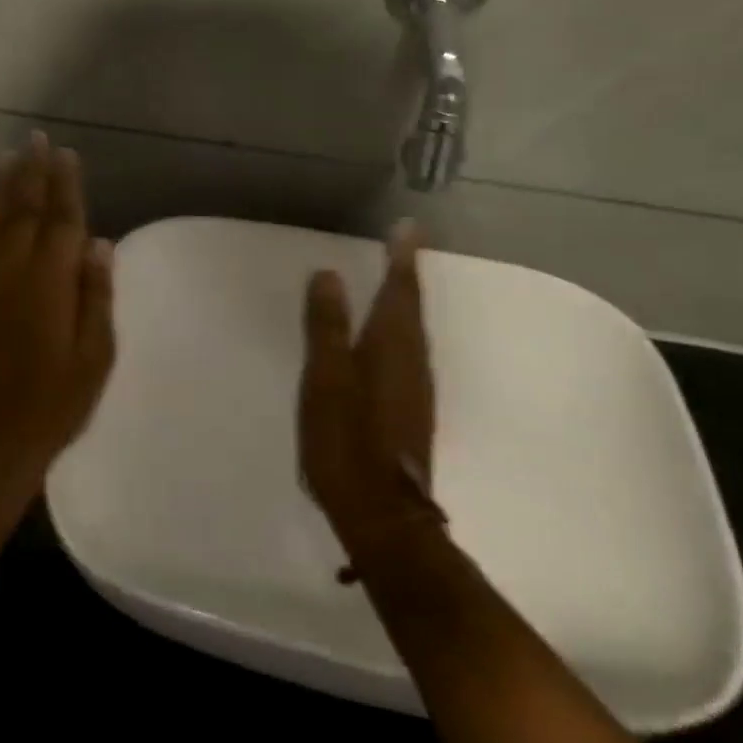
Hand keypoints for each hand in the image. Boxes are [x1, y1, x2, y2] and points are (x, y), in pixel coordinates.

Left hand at [0, 132, 115, 489]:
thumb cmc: (57, 401)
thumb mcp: (95, 354)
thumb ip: (96, 294)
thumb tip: (99, 244)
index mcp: (50, 284)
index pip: (60, 222)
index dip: (64, 186)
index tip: (65, 154)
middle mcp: (13, 273)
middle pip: (24, 211)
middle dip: (31, 173)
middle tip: (35, 138)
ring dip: (3, 187)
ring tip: (7, 155)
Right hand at [298, 222, 440, 558]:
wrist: (383, 515)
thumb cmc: (346, 442)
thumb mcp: (326, 381)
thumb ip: (326, 327)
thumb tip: (329, 275)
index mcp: (391, 348)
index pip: (399, 291)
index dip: (402, 258)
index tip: (408, 227)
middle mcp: (412, 362)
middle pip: (412, 307)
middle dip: (406, 273)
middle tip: (402, 244)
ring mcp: (416, 389)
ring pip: (413, 331)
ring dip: (405, 301)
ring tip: (395, 279)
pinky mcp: (411, 410)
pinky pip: (408, 352)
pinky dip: (400, 330)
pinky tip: (388, 338)